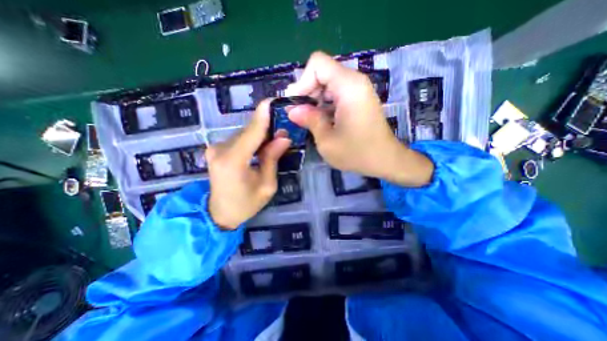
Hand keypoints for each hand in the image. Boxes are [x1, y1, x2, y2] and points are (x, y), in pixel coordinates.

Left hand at [206, 100, 290, 230]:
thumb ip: (272, 159)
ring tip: (275, 138)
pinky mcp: (215, 149)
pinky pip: (239, 139)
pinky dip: (252, 139)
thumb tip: (284, 137)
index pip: (252, 132)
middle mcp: (220, 150)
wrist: (218, 214)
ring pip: (244, 134)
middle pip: (249, 131)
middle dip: (267, 126)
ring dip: (260, 134)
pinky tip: (261, 144)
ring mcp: (215, 148)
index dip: (263, 115)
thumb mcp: (266, 185)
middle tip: (284, 126)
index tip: (274, 100)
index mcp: (233, 161)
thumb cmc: (246, 204)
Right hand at [287, 53, 434, 187]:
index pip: (318, 64)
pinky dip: (326, 102)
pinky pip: (337, 92)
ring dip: (316, 98)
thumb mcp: (326, 140)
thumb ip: (308, 119)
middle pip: (323, 72)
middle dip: (308, 91)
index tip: (296, 103)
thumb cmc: (356, 153)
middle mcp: (355, 82)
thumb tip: (292, 109)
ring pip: (329, 82)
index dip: (303, 81)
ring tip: (311, 119)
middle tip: (301, 114)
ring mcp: (359, 90)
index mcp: (348, 87)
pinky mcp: (360, 99)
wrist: (385, 160)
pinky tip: (323, 119)